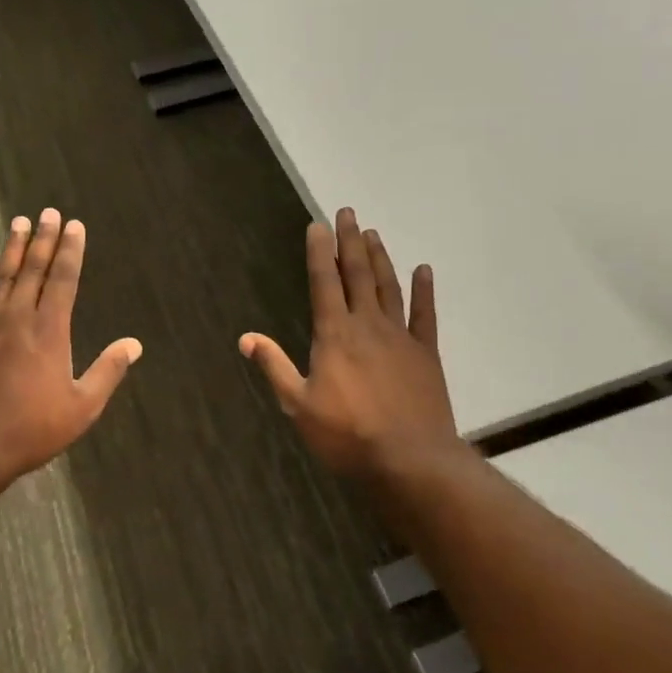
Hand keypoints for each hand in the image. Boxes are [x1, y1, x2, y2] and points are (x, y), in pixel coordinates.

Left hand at [0, 209, 141, 481]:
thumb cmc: (30, 430)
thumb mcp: (81, 407)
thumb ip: (108, 371)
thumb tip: (134, 343)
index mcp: (50, 331)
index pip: (63, 279)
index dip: (70, 250)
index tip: (75, 226)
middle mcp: (17, 317)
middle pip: (33, 269)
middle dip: (44, 238)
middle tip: (49, 212)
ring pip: (1, 276)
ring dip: (12, 247)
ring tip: (19, 221)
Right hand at [240, 208, 457, 478]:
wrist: (410, 460)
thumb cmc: (347, 435)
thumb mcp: (298, 405)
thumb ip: (274, 366)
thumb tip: (245, 337)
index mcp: (334, 334)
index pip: (324, 282)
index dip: (319, 251)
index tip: (317, 225)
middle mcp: (367, 325)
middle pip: (357, 274)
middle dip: (350, 241)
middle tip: (348, 212)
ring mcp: (400, 337)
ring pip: (388, 287)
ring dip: (380, 258)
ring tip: (373, 233)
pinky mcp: (426, 353)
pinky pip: (425, 315)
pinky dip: (424, 291)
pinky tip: (424, 270)